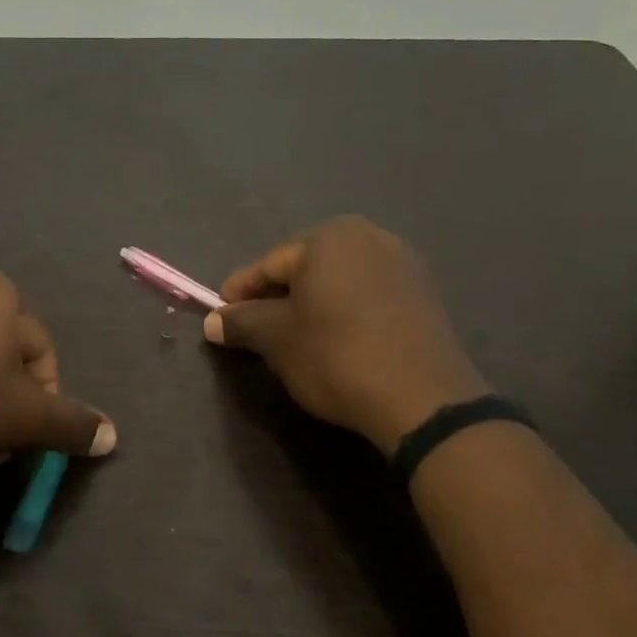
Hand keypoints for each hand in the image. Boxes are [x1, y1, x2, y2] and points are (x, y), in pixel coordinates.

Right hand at [204, 216, 487, 446]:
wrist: (422, 399)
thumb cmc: (335, 355)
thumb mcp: (275, 339)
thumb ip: (240, 322)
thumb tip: (213, 322)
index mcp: (328, 238)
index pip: (268, 265)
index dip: (239, 292)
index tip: (220, 316)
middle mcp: (369, 237)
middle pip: (305, 268)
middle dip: (276, 296)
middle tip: (254, 328)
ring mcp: (402, 263)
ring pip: (337, 281)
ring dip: (311, 304)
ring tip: (292, 336)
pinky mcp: (423, 294)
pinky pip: (367, 294)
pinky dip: (343, 310)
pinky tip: (334, 338)